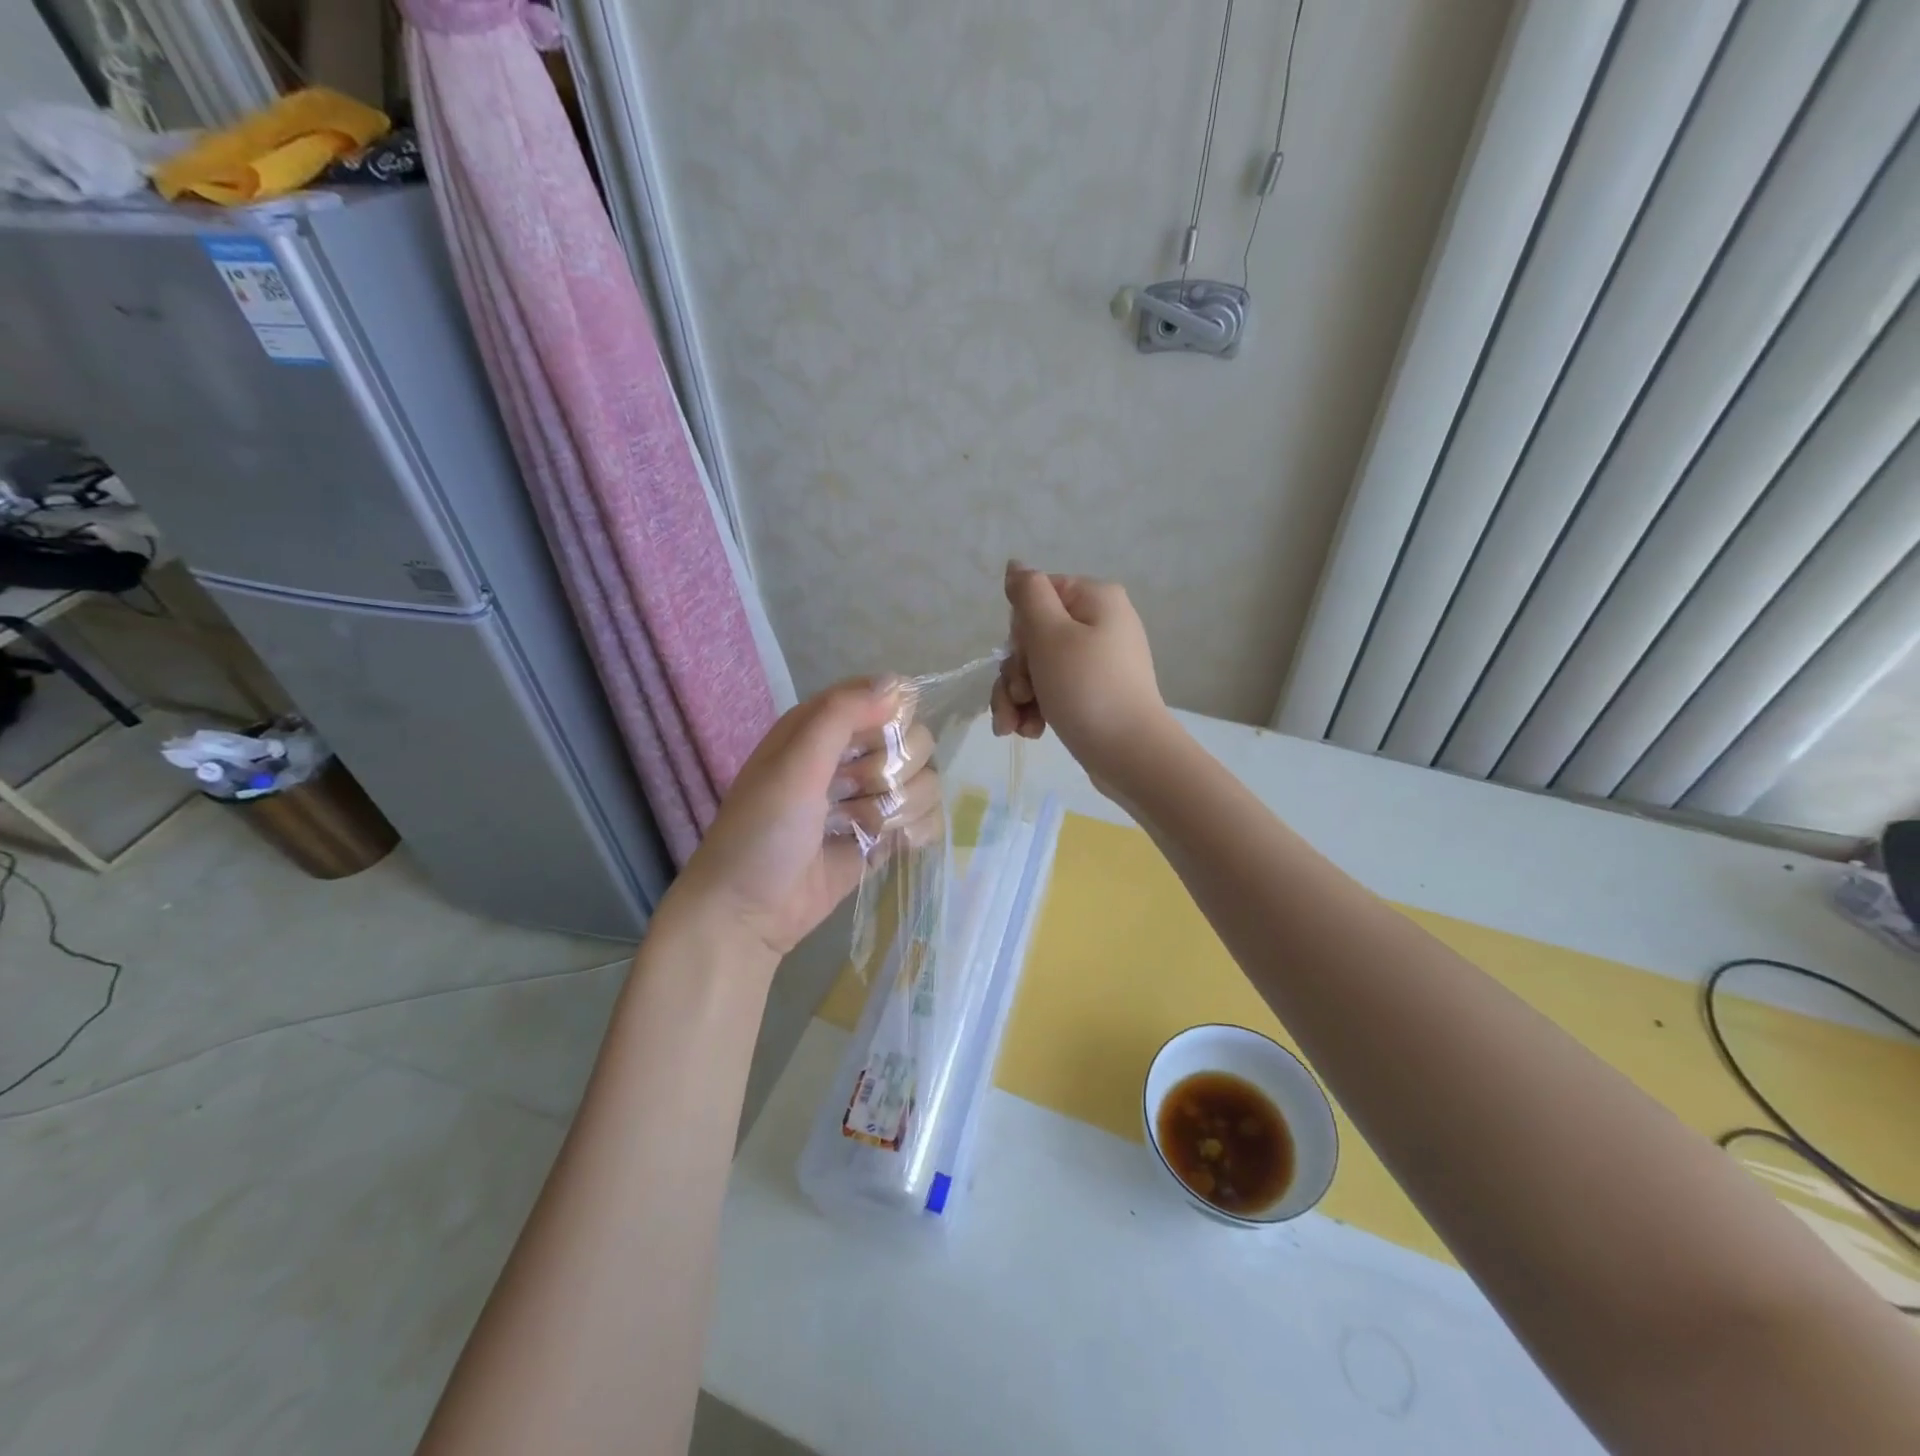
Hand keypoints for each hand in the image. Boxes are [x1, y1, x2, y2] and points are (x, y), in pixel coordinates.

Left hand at [663, 679, 942, 964]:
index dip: (891, 718)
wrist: (748, 913)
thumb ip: (840, 715)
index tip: (875, 744)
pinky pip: (926, 818)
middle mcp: (852, 757)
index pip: (886, 697)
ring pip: (925, 781)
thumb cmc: (762, 833)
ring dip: (899, 808)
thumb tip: (897, 684)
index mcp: (823, 727)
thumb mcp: (793, 765)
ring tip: (860, 829)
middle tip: (852, 793)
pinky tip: (887, 846)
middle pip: (915, 740)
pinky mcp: (884, 837)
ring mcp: (870, 798)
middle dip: (893, 771)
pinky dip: (914, 832)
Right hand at [991, 562, 1170, 783]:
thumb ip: (1028, 594)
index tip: (1023, 656)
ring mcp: (1098, 661)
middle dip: (1015, 673)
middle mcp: (1100, 624)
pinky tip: (1030, 732)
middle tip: (1020, 696)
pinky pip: (1053, 691)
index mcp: (1095, 599)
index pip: (1036, 596)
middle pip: (1034, 637)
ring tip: (1016, 727)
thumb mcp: (1050, 635)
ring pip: (1037, 669)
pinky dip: (1036, 710)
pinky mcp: (1093, 693)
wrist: (1129, 755)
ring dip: (1017, 697)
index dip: (1020, 629)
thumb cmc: (1087, 689)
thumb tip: (1016, 565)